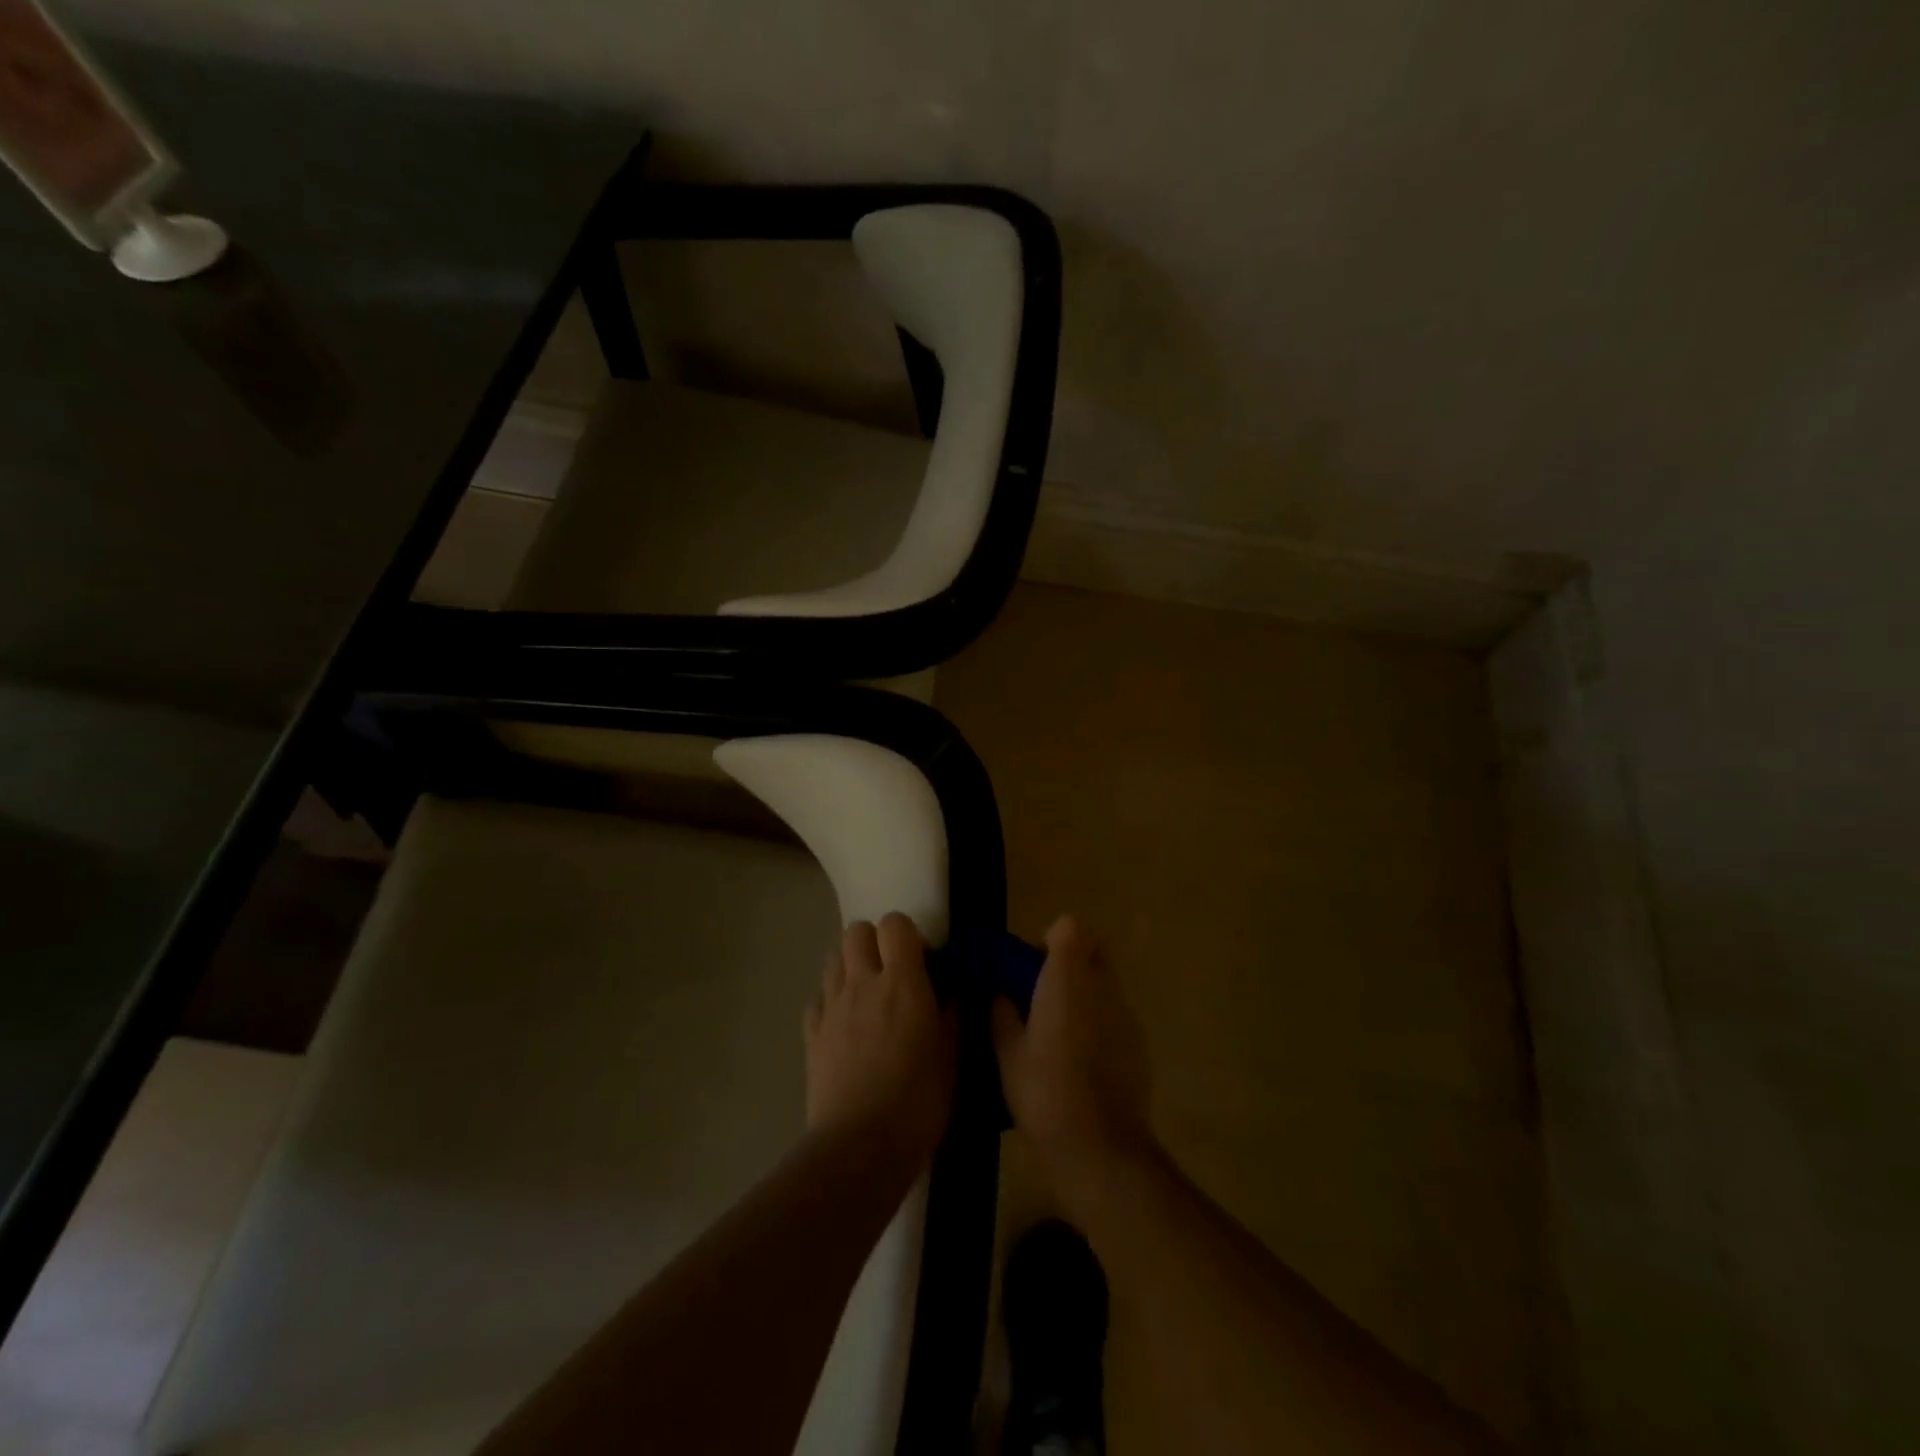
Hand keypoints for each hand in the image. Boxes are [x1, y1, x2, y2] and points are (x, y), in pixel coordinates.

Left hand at [804, 914, 956, 1169]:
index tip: (922, 961)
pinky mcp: (811, 1033)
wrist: (859, 1146)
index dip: (908, 934)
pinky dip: (830, 998)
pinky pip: (817, 996)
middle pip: (856, 931)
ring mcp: (832, 1006)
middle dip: (874, 941)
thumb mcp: (951, 1058)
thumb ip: (952, 1014)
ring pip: (833, 957)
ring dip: (851, 963)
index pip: (895, 925)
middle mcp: (862, 983)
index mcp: (902, 983)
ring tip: (867, 992)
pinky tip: (844, 1022)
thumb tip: (953, 988)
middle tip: (891, 971)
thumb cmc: (918, 1102)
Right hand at [991, 916, 1156, 1200]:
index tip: (1031, 967)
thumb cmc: (1045, 1092)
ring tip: (1058, 1031)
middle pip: (1093, 949)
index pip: (1069, 927)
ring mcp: (1126, 1015)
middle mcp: (1103, 986)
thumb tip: (1001, 994)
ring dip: (1084, 992)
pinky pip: (1115, 1015)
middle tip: (1042, 993)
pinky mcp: (1139, 1044)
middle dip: (1070, 960)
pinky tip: (1080, 1060)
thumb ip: (1002, 1014)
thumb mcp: (1007, 1053)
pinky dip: (1098, 1021)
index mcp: (1068, 978)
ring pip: (1105, 983)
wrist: (1101, 1148)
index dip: (1050, 940)